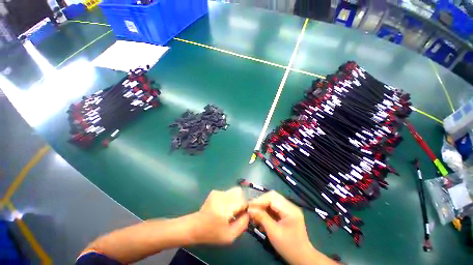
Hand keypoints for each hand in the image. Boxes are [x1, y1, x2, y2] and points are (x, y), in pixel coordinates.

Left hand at [191, 187, 248, 244]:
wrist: (195, 226)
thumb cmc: (212, 233)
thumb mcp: (229, 236)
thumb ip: (242, 224)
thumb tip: (248, 214)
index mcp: (226, 207)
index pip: (243, 201)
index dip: (246, 207)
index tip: (243, 214)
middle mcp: (223, 196)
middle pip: (240, 192)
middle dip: (242, 201)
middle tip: (237, 212)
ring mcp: (218, 192)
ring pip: (234, 191)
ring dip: (236, 199)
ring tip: (230, 210)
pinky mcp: (215, 192)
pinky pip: (228, 192)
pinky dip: (230, 199)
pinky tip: (223, 208)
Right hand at [248, 191, 335, 264]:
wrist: (302, 258)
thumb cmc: (289, 247)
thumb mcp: (274, 233)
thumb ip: (262, 218)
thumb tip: (249, 209)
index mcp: (290, 209)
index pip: (272, 198)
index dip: (259, 200)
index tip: (248, 206)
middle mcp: (290, 205)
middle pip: (272, 196)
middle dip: (260, 202)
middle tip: (251, 208)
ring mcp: (289, 208)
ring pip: (272, 201)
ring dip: (262, 206)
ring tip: (254, 213)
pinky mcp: (286, 212)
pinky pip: (274, 207)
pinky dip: (266, 211)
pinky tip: (260, 218)